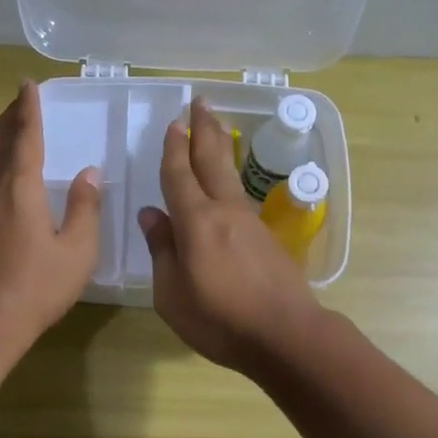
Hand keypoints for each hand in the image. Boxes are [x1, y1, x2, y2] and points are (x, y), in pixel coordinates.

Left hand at [0, 82, 101, 348]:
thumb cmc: (37, 286)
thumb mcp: (77, 250)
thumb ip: (85, 208)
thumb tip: (90, 173)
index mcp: (20, 188)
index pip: (25, 137)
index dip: (28, 110)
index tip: (28, 85)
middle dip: (9, 117)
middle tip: (20, 100)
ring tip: (10, 126)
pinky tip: (0, 170)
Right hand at [137, 98, 323, 372]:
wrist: (287, 335)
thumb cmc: (221, 320)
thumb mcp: (173, 295)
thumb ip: (162, 251)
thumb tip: (151, 215)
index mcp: (196, 222)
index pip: (180, 176)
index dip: (174, 149)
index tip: (173, 124)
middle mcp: (225, 211)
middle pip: (213, 161)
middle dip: (204, 130)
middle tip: (201, 102)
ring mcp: (250, 222)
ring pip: (231, 175)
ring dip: (221, 148)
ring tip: (216, 128)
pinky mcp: (267, 237)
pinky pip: (241, 196)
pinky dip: (231, 178)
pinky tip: (228, 183)